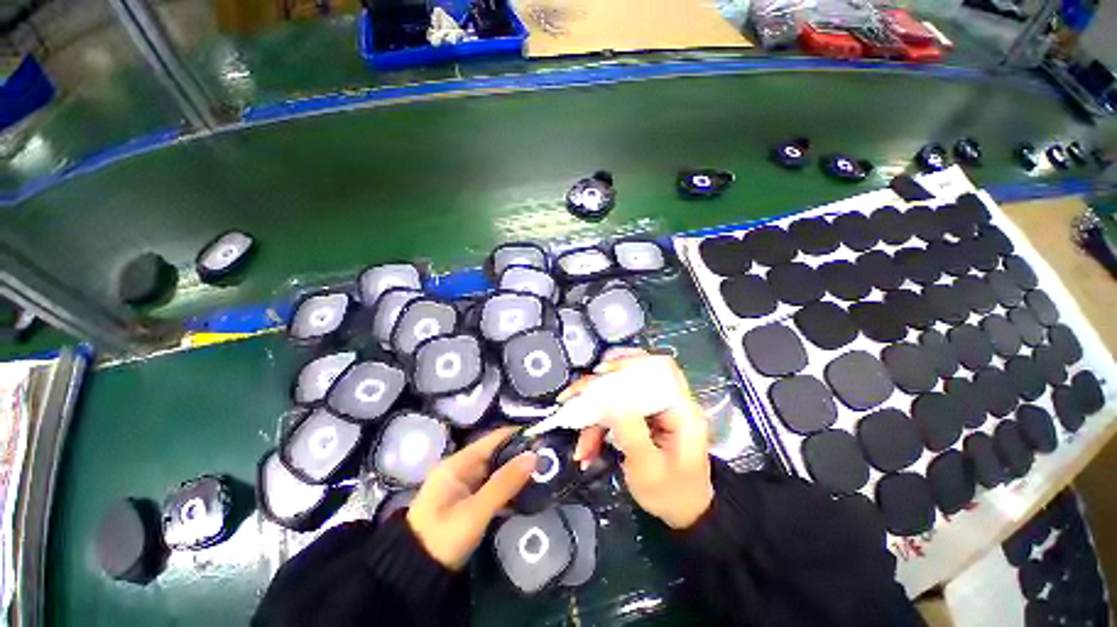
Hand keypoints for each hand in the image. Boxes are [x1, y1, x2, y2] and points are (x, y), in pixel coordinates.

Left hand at [407, 428, 536, 569]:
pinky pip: (494, 486)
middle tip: (549, 460)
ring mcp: (466, 484)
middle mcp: (463, 467)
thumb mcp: (475, 512)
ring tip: (545, 473)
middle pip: (498, 453)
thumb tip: (534, 456)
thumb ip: (504, 483)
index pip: (494, 438)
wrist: (414, 575)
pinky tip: (528, 491)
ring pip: (498, 470)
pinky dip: (510, 487)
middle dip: (521, 455)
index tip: (544, 439)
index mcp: (459, 462)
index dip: (519, 436)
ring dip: (518, 472)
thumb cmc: (442, 538)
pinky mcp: (469, 500)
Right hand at [563, 352, 713, 529]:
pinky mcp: (639, 417)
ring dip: (594, 414)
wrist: (681, 512)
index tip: (601, 372)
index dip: (630, 362)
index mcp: (680, 410)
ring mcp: (651, 409)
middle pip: (631, 377)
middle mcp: (666, 402)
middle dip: (599, 388)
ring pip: (617, 396)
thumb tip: (609, 400)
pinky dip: (597, 426)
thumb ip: (631, 432)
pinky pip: (613, 411)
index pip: (659, 368)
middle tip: (574, 397)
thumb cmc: (671, 494)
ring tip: (582, 442)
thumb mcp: (649, 469)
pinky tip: (587, 446)